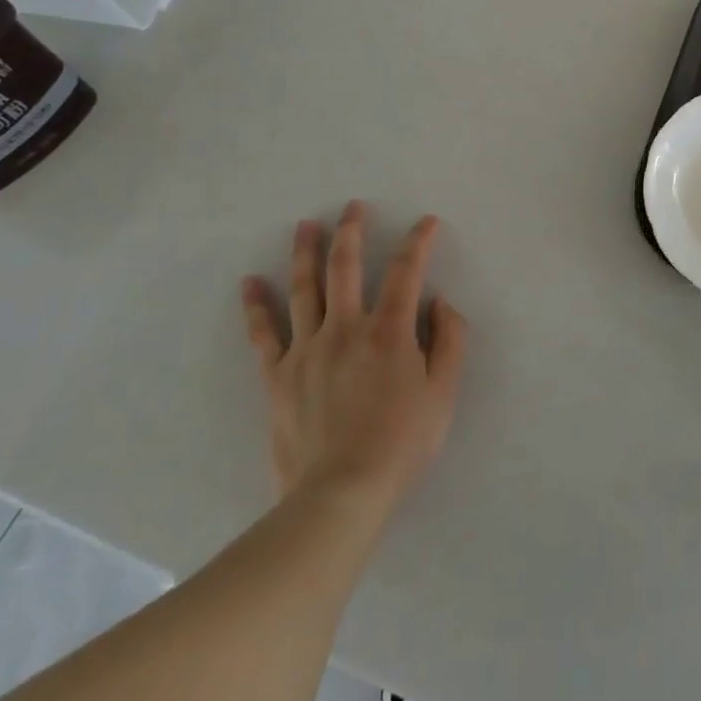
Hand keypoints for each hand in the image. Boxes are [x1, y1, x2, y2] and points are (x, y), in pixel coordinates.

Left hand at [240, 202, 466, 518]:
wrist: (340, 495)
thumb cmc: (401, 443)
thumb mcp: (444, 393)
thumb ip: (450, 340)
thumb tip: (440, 301)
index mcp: (389, 331)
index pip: (406, 270)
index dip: (418, 241)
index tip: (426, 222)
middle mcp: (346, 328)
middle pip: (346, 267)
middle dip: (352, 231)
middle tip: (353, 206)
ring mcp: (307, 350)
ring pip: (304, 289)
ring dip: (305, 252)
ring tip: (305, 225)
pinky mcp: (278, 376)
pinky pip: (264, 334)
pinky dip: (256, 306)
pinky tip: (250, 283)